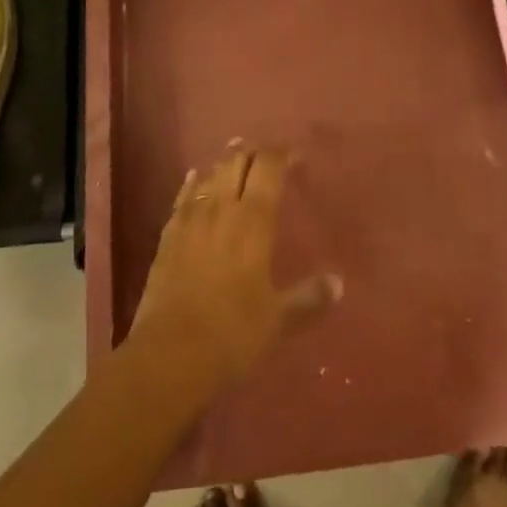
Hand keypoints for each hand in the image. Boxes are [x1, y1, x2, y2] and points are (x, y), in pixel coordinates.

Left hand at [128, 148, 341, 394]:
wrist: (169, 353)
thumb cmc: (232, 333)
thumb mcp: (278, 320)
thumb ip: (309, 298)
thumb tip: (338, 283)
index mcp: (254, 220)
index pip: (268, 168)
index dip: (281, 154)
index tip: (294, 155)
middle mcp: (223, 208)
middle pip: (236, 163)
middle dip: (251, 152)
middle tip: (263, 154)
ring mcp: (191, 219)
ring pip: (210, 175)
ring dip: (224, 164)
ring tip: (234, 159)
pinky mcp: (168, 235)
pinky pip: (183, 197)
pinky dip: (193, 183)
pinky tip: (195, 178)